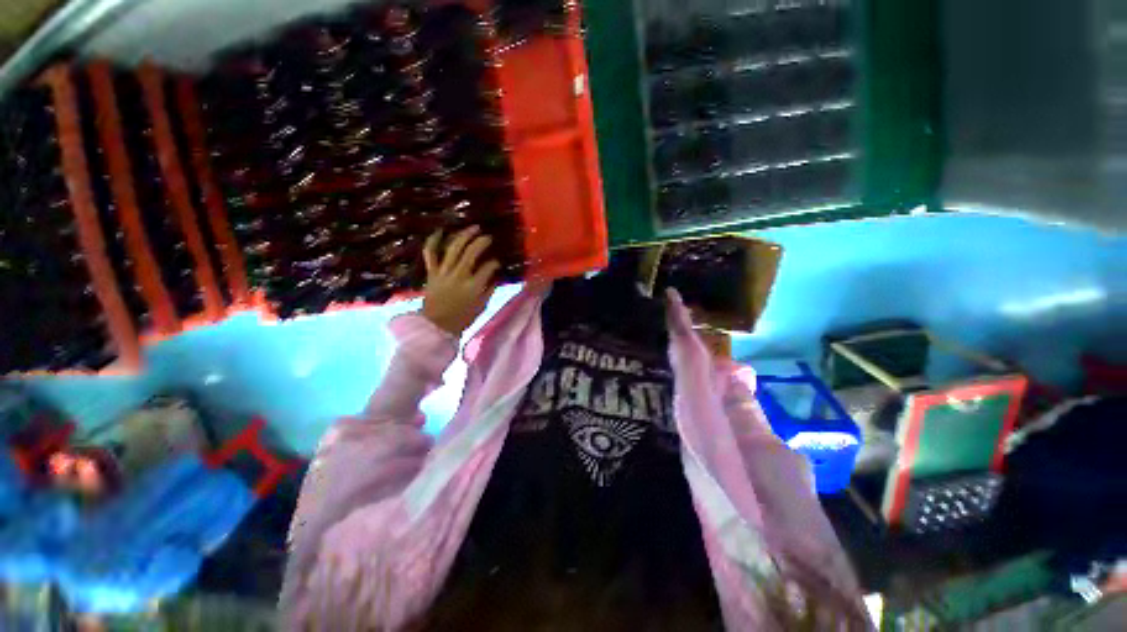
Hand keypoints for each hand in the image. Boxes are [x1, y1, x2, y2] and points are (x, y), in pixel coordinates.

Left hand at [420, 226, 499, 335]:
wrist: (436, 326)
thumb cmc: (462, 318)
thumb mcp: (482, 306)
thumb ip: (490, 289)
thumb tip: (496, 276)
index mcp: (473, 286)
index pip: (488, 267)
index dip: (495, 263)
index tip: (497, 263)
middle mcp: (459, 275)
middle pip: (471, 252)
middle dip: (482, 242)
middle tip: (488, 237)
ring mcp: (443, 272)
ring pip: (454, 248)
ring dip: (465, 235)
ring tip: (474, 228)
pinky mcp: (432, 272)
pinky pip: (431, 253)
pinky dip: (434, 241)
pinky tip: (441, 231)